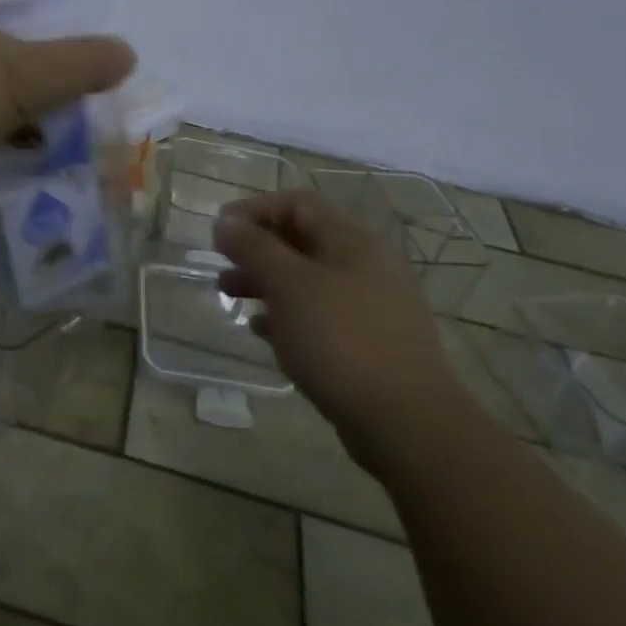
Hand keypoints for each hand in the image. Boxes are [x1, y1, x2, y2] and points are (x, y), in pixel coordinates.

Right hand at [214, 191, 468, 470]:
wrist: (406, 421)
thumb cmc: (341, 340)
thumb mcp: (289, 286)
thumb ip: (254, 248)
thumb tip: (225, 220)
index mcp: (351, 242)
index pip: (297, 204)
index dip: (254, 209)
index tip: (218, 229)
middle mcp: (364, 265)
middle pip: (302, 240)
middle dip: (256, 248)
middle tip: (221, 264)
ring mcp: (369, 306)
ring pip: (307, 280)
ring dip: (265, 282)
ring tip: (230, 296)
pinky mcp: (367, 343)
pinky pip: (319, 315)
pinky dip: (286, 315)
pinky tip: (262, 332)